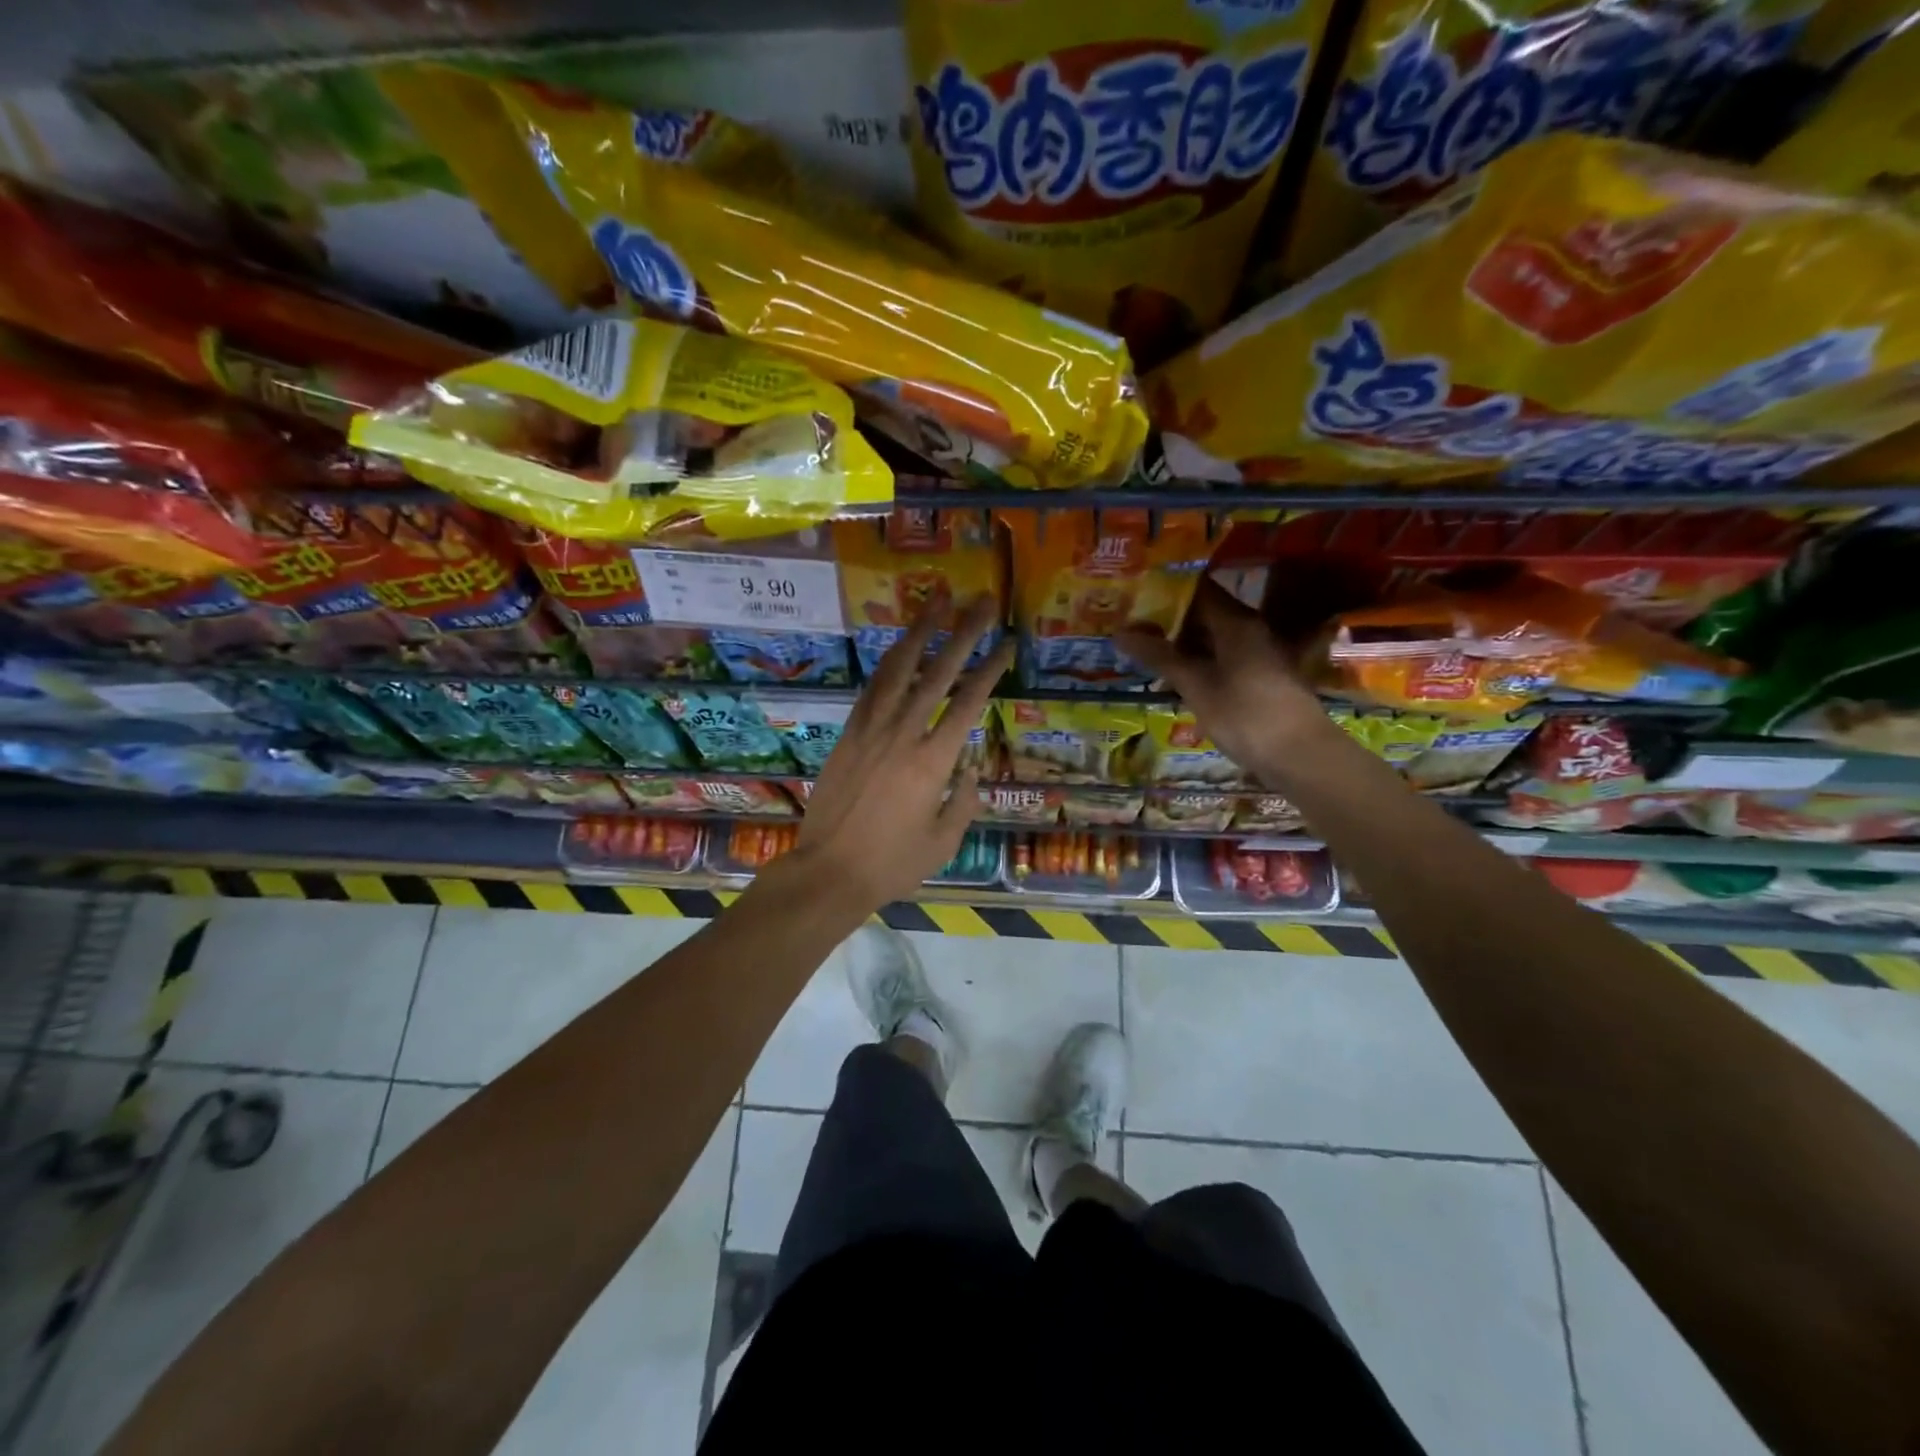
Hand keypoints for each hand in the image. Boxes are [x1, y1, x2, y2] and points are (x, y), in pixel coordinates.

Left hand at [793, 597, 1011, 908]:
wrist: (829, 872)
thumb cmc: (892, 864)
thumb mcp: (943, 843)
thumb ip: (963, 802)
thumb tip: (971, 770)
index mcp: (934, 762)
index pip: (968, 703)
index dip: (990, 668)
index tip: (1006, 642)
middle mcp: (903, 735)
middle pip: (938, 673)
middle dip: (963, 633)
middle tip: (980, 601)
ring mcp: (871, 730)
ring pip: (899, 670)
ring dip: (920, 632)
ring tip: (937, 602)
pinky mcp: (848, 734)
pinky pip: (872, 689)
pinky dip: (889, 663)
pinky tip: (900, 647)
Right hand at [1117, 580, 1330, 776]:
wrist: (1302, 756)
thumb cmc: (1246, 715)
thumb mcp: (1196, 686)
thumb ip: (1160, 657)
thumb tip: (1121, 632)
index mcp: (1236, 623)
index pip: (1198, 589)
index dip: (1167, 588)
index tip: (1136, 592)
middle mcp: (1250, 630)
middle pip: (1206, 612)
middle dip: (1169, 617)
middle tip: (1131, 622)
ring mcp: (1258, 654)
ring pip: (1213, 637)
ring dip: (1181, 642)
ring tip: (1144, 648)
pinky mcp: (1260, 678)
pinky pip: (1222, 658)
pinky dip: (1198, 661)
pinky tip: (1175, 675)